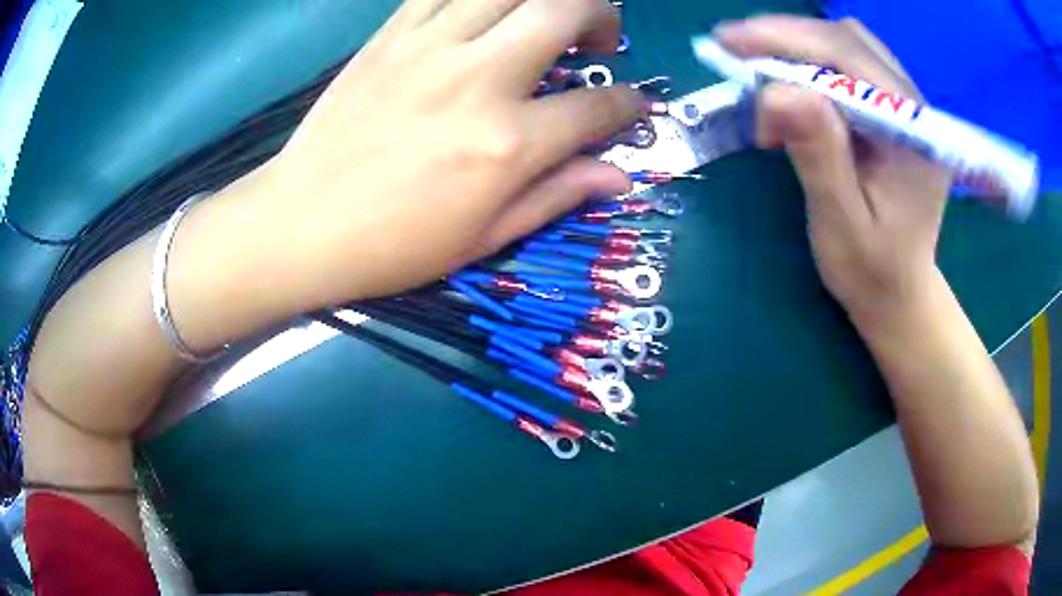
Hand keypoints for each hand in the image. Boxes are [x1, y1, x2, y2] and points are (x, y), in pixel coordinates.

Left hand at [250, 0, 642, 304]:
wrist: (301, 223)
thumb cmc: (393, 244)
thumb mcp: (484, 237)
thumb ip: (557, 195)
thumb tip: (618, 177)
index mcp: (508, 144)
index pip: (599, 107)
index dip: (629, 104)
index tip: (630, 106)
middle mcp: (479, 80)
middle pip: (565, 10)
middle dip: (603, 16)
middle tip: (599, 39)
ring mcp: (431, 47)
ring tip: (549, 14)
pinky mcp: (392, 35)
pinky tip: (486, 12)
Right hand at [716, 16, 951, 325]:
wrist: (899, 291)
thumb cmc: (872, 270)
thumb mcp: (841, 223)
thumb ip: (818, 156)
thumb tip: (775, 92)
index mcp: (913, 135)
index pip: (849, 59)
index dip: (786, 40)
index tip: (728, 42)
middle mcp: (914, 108)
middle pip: (846, 41)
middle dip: (786, 39)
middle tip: (732, 54)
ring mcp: (905, 105)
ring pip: (847, 44)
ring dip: (798, 48)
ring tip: (759, 74)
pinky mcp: (891, 108)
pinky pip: (849, 64)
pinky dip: (811, 63)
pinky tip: (791, 90)